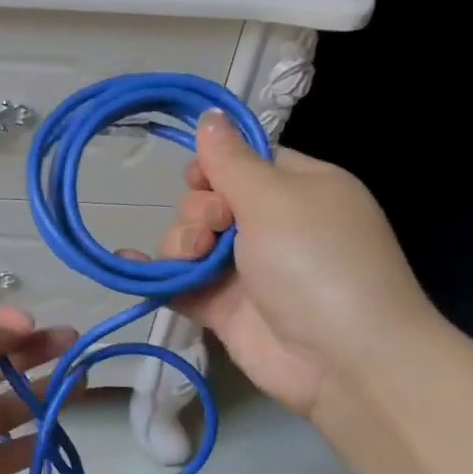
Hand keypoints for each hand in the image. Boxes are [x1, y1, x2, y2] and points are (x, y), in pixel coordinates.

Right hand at [161, 112, 440, 416]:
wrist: (342, 358)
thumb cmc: (317, 262)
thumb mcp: (276, 199)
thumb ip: (231, 162)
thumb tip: (210, 115)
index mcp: (299, 189)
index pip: (246, 163)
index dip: (215, 167)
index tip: (200, 179)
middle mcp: (272, 226)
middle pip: (210, 201)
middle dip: (198, 211)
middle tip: (214, 230)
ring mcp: (246, 270)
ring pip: (190, 241)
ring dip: (179, 244)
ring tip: (191, 261)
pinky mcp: (224, 308)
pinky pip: (180, 282)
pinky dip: (156, 274)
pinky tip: (130, 263)